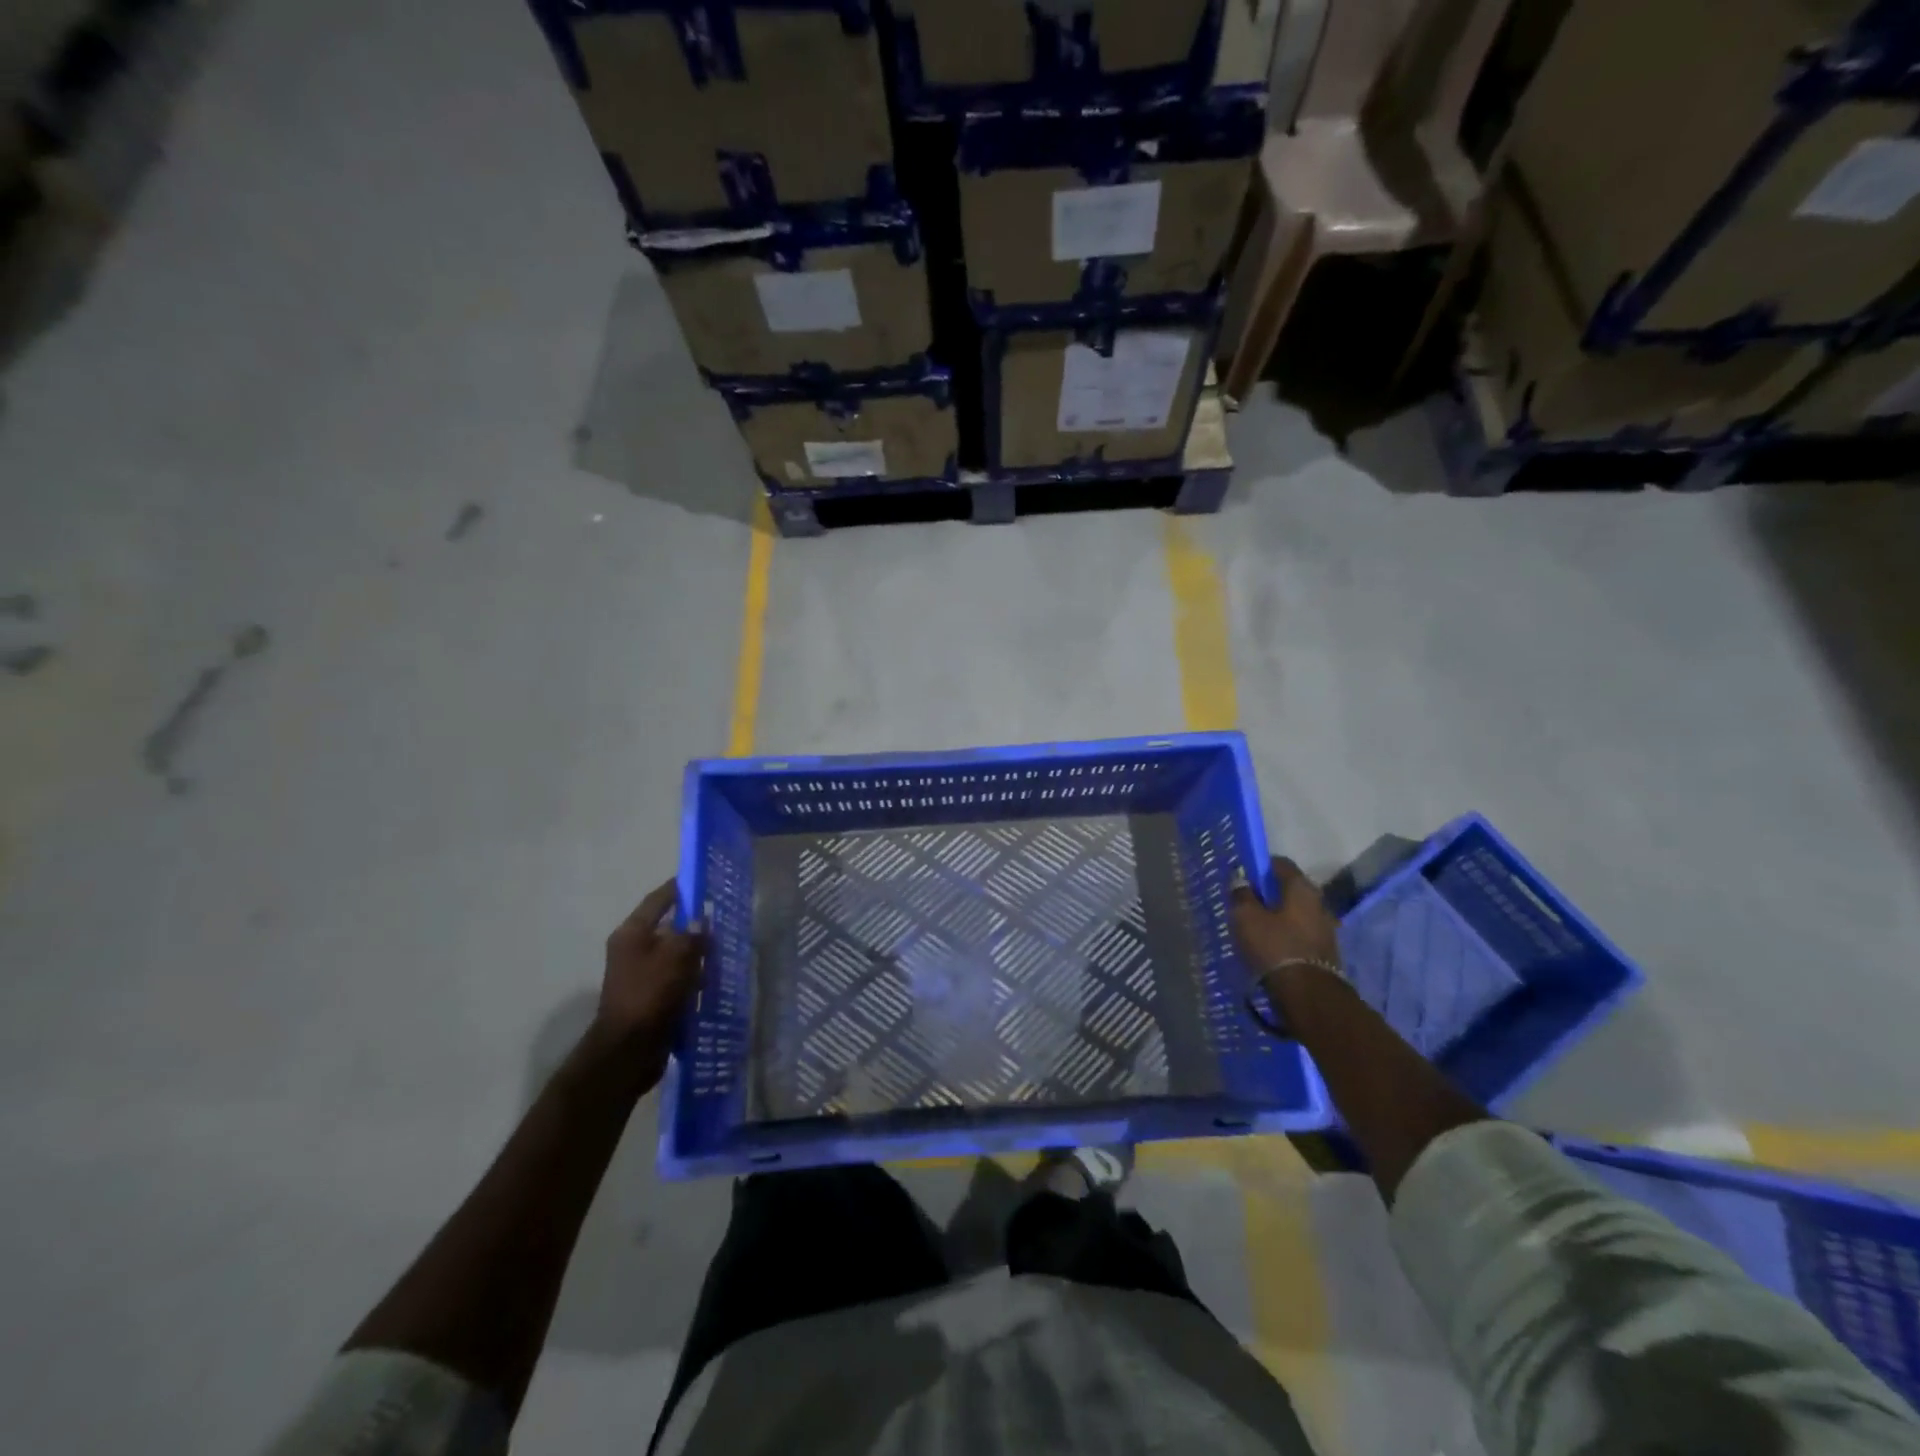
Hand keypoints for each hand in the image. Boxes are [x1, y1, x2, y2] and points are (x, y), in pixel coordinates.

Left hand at [597, 879, 706, 1085]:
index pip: (659, 899)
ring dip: (696, 954)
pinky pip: (674, 978)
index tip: (704, 879)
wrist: (629, 1051)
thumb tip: (701, 921)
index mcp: (632, 933)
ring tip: (724, 952)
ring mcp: (639, 974)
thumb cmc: (651, 994)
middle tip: (723, 919)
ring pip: (673, 954)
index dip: (680, 888)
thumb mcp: (677, 956)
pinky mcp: (648, 997)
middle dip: (694, 924)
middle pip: (667, 927)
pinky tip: (712, 981)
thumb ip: (693, 933)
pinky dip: (691, 977)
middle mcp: (632, 949)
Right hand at [1230, 857, 1342, 980]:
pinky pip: (1302, 933)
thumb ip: (1241, 894)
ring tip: (1256, 928)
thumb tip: (1240, 879)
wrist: (1307, 995)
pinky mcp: (1326, 951)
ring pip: (1297, 913)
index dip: (1260, 866)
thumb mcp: (1246, 917)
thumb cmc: (1274, 946)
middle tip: (1246, 904)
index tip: (1243, 877)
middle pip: (1290, 889)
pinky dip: (1287, 935)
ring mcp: (1326, 928)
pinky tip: (1271, 946)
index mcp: (1302, 887)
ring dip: (1279, 916)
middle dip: (1269, 894)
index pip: (1280, 864)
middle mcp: (1319, 902)